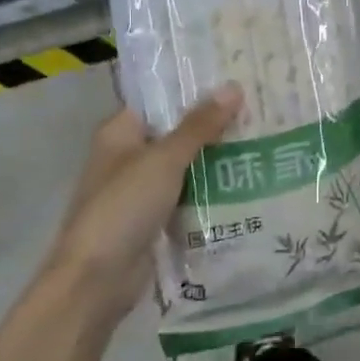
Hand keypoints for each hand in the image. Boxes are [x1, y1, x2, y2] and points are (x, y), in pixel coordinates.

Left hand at [45, 85, 243, 310]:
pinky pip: (188, 195)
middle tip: (260, 110)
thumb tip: (233, 87)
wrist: (96, 280)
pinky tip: (247, 182)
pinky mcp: (155, 218)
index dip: (195, 90)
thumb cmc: (123, 208)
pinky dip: (210, 190)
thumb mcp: (164, 160)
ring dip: (216, 159)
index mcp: (120, 133)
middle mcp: (129, 156)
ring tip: (263, 141)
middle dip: (214, 125)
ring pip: (185, 165)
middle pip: (176, 132)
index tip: (236, 80)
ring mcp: (142, 190)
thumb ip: (199, 126)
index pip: (160, 99)